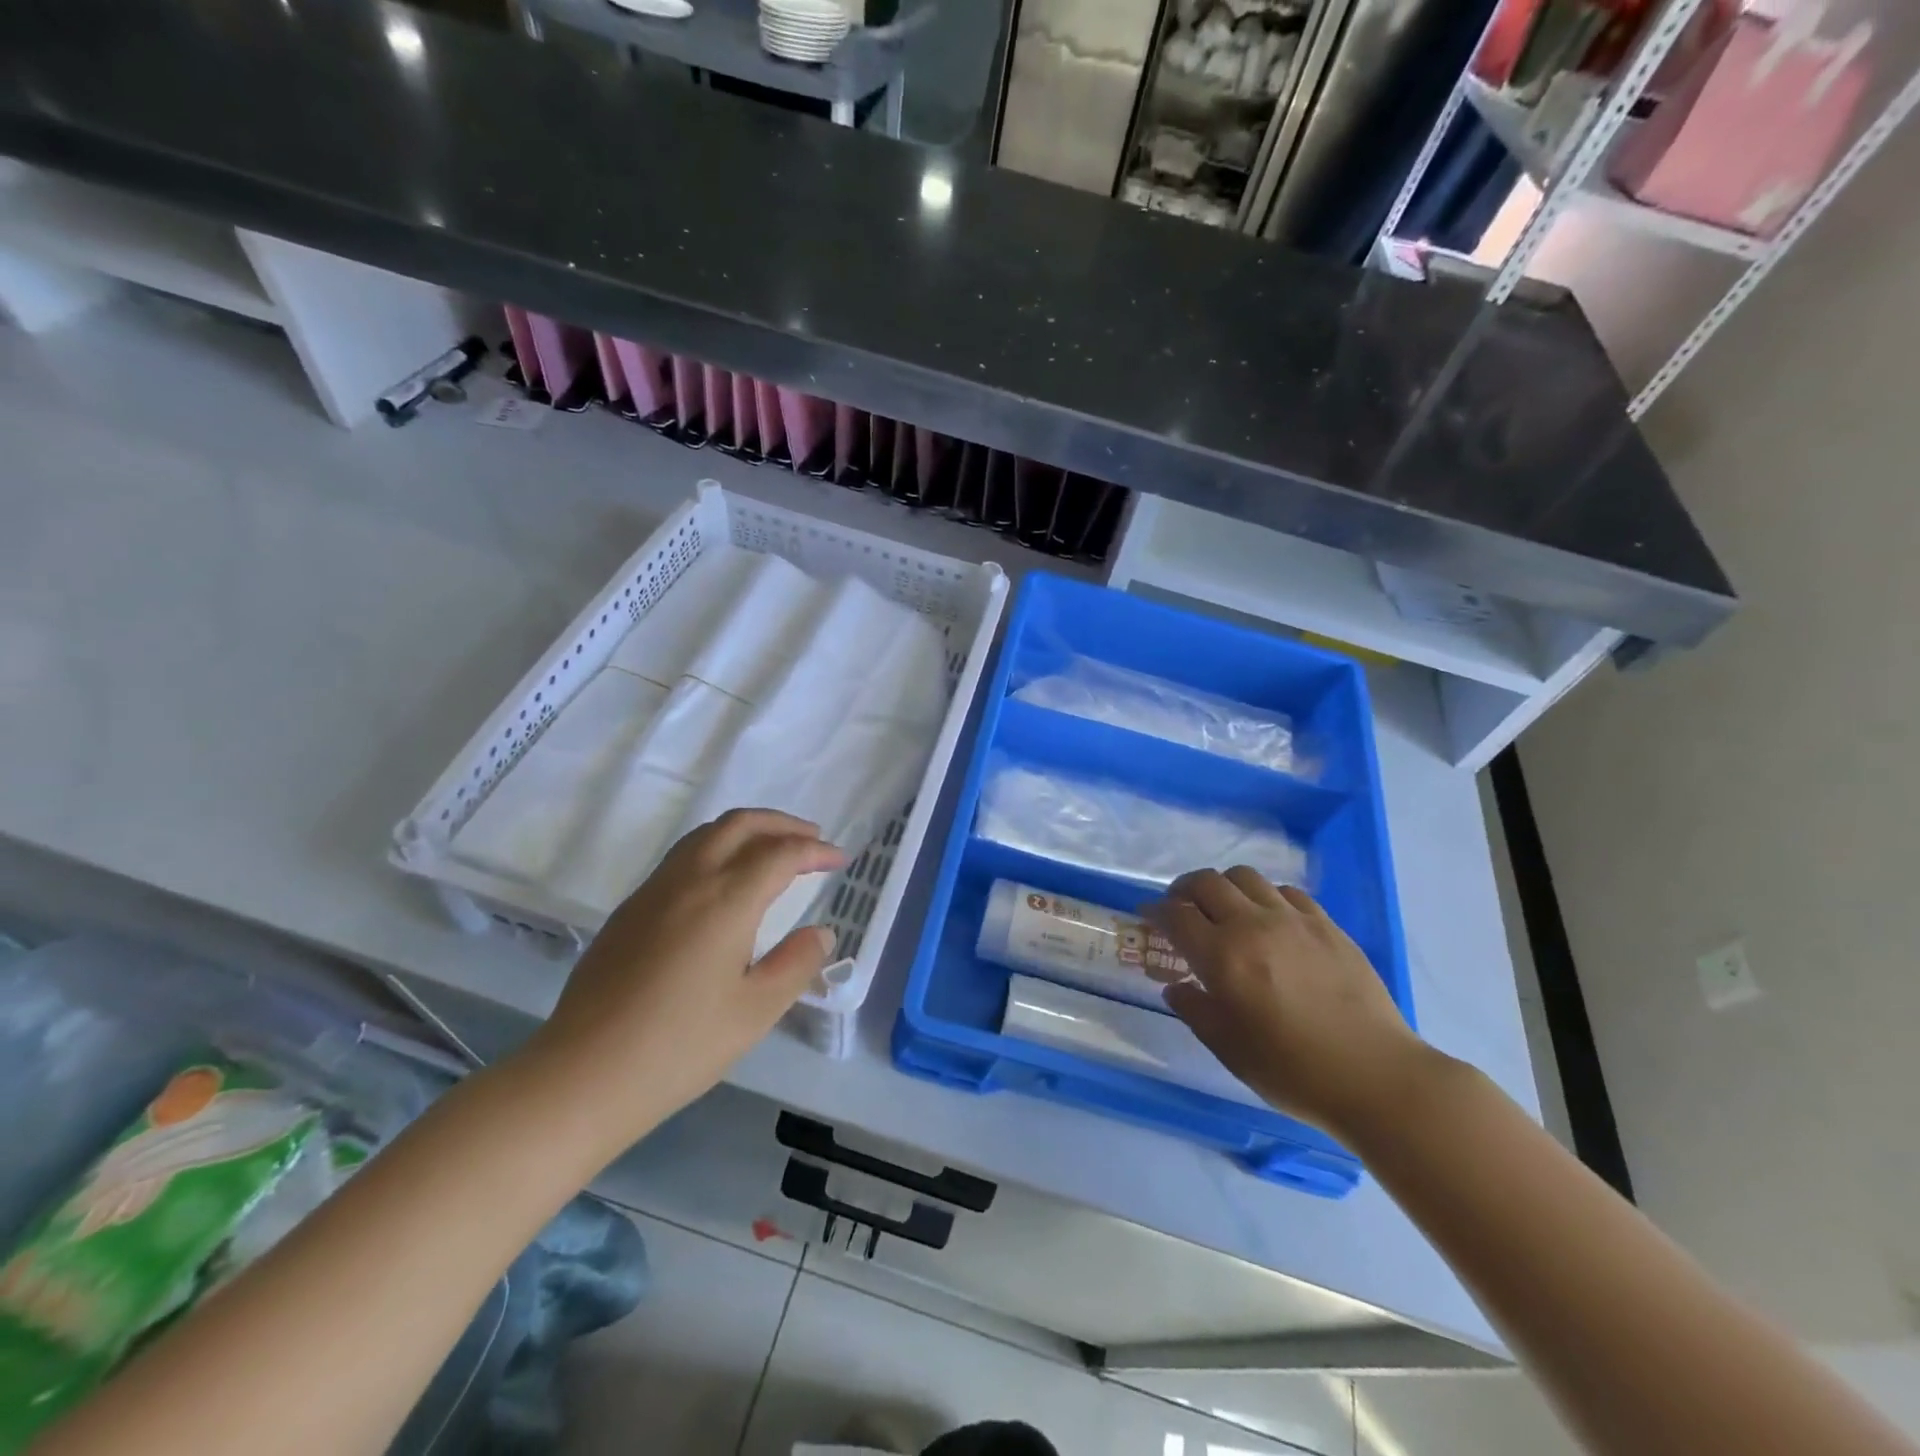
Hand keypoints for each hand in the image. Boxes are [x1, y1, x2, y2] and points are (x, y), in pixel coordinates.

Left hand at [518, 809, 846, 1163]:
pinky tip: (724, 882)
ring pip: (706, 834)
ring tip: (772, 850)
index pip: (781, 853)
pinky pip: (682, 856)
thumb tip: (821, 932)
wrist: (583, 1074)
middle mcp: (689, 880)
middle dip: (782, 824)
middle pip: (741, 824)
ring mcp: (653, 891)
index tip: (840, 860)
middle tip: (812, 840)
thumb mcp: (755, 1011)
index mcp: (726, 900)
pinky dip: (717, 848)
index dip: (816, 850)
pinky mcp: (629, 909)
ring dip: (747, 830)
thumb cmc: (680, 1046)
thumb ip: (796, 964)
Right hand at [1147, 867, 1438, 1139]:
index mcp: (1223, 957)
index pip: (1176, 915)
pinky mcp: (1326, 924)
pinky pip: (1285, 891)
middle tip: (1181, 909)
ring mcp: (1293, 920)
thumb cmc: (1293, 1071)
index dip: (1155, 911)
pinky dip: (1265, 896)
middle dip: (1184, 890)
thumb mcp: (1229, 1049)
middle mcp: (1253, 925)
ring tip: (1224, 910)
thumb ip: (1195, 1010)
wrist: (1376, 1077)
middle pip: (1207, 882)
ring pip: (1245, 877)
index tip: (1148, 917)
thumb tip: (1175, 986)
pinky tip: (1269, 920)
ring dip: (1224, 887)